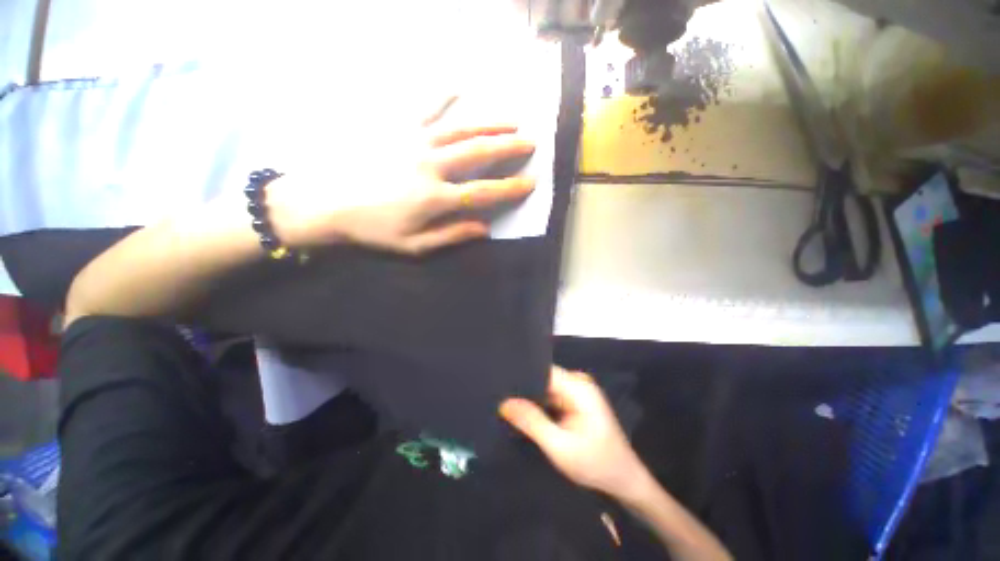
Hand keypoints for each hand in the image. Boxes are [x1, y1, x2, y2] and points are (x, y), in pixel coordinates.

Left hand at [267, 97, 535, 254]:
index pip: (483, 192)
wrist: (326, 204)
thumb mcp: (414, 246)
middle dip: (509, 146)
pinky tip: (457, 85)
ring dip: (489, 122)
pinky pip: (423, 107)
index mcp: (435, 197)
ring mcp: (413, 142)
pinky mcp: (395, 129)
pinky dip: (442, 95)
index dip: (510, 188)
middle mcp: (430, 165)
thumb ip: (451, 236)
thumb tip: (484, 229)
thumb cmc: (373, 230)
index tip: (530, 182)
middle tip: (530, 141)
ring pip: (460, 127)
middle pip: (478, 151)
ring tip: (511, 119)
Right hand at [500, 367, 648, 499]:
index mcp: (578, 387)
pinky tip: (522, 412)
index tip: (499, 383)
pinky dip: (538, 405)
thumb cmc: (596, 464)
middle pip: (543, 378)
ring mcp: (577, 392)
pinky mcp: (575, 402)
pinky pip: (551, 397)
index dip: (522, 376)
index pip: (543, 370)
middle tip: (498, 397)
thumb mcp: (560, 447)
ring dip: (529, 398)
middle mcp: (578, 383)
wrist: (624, 482)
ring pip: (545, 388)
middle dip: (523, 389)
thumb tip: (504, 402)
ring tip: (505, 404)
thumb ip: (532, 422)